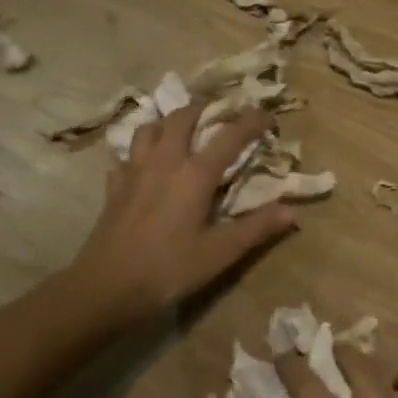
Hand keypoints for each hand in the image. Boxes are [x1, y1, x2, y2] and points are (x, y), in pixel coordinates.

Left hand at [63, 104, 294, 331]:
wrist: (106, 287)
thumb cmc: (168, 269)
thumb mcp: (219, 253)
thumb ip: (256, 229)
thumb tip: (292, 211)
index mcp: (194, 174)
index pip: (229, 135)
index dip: (252, 121)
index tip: (268, 116)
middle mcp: (164, 161)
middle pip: (183, 117)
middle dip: (205, 110)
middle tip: (220, 117)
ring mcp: (134, 171)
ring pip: (149, 128)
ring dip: (168, 123)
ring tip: (181, 132)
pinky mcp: (114, 187)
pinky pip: (127, 156)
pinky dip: (141, 152)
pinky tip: (146, 166)